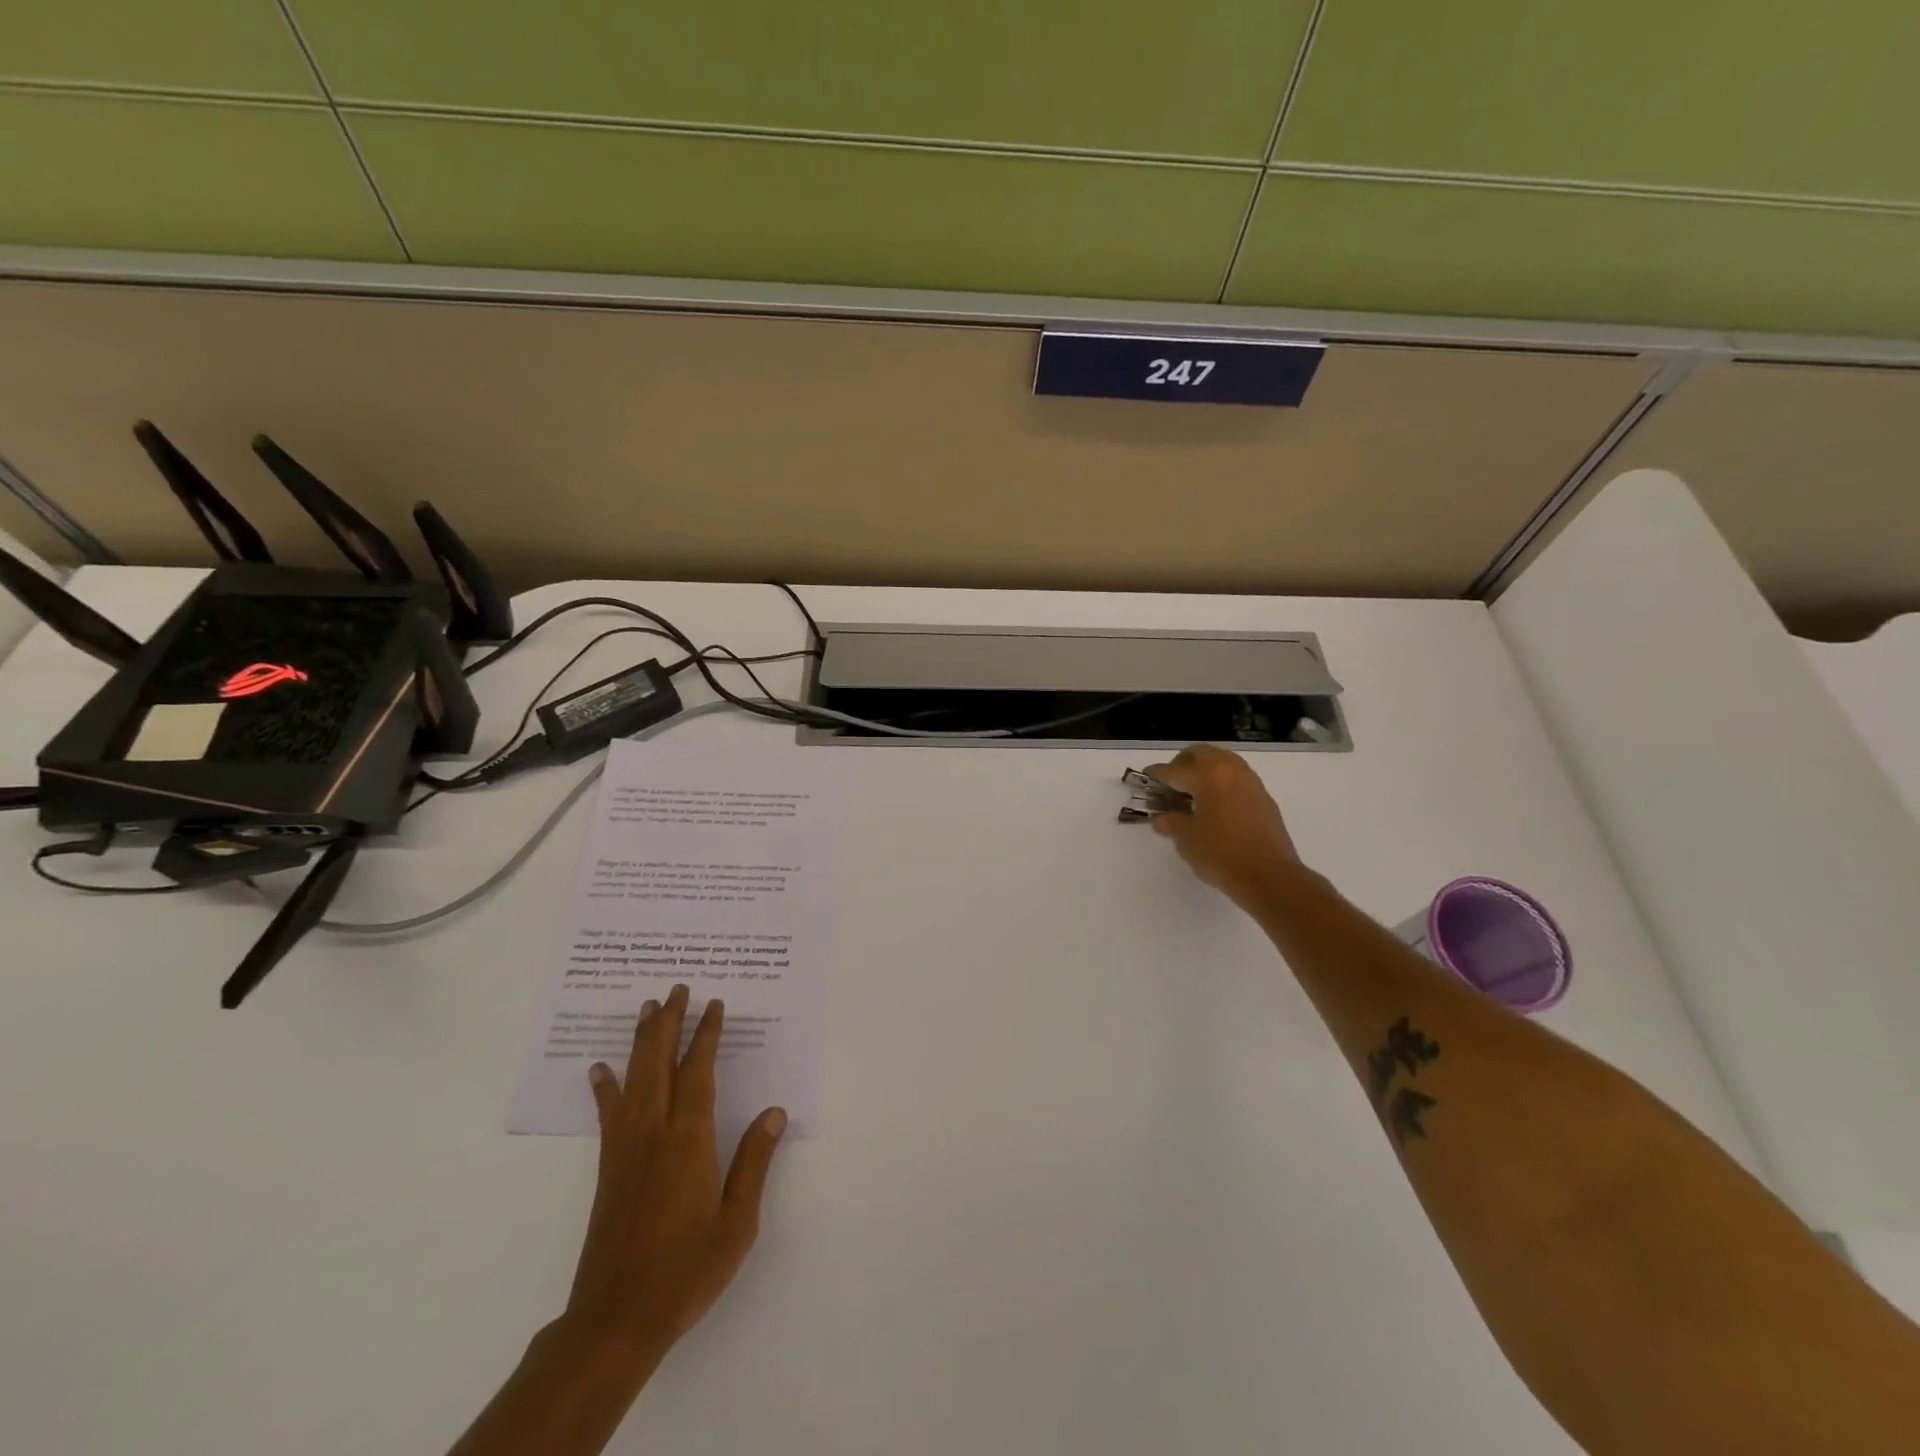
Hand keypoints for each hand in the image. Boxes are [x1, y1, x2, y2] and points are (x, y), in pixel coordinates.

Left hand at [563, 984, 787, 1366]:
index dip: (706, 1035)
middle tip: (677, 989)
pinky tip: (600, 1069)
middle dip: (669, 1023)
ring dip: (641, 1041)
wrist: (616, 1320)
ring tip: (647, 1009)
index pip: (698, 1072)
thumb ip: (754, 1162)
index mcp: (689, 1140)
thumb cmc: (686, 1270)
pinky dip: (605, 1087)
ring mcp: (625, 1149)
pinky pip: (608, 1114)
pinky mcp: (608, 1168)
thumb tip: (775, 1112)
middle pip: (659, 1063)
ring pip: (633, 1079)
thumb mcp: (737, 1222)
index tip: (714, 1005)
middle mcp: (653, 1133)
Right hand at [1146, 745, 1303, 910]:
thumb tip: (1162, 818)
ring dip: (1204, 769)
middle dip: (1181, 764)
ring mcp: (1250, 782)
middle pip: (1200, 754)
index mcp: (1207, 776)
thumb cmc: (1221, 856)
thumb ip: (1171, 822)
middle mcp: (1230, 771)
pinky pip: (1236, 777)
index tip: (1145, 780)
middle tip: (1170, 785)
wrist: (1270, 877)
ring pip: (1222, 761)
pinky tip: (1214, 804)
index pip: (1173, 770)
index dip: (1155, 775)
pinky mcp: (1263, 797)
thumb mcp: (1187, 840)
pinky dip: (1221, 781)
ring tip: (1192, 793)